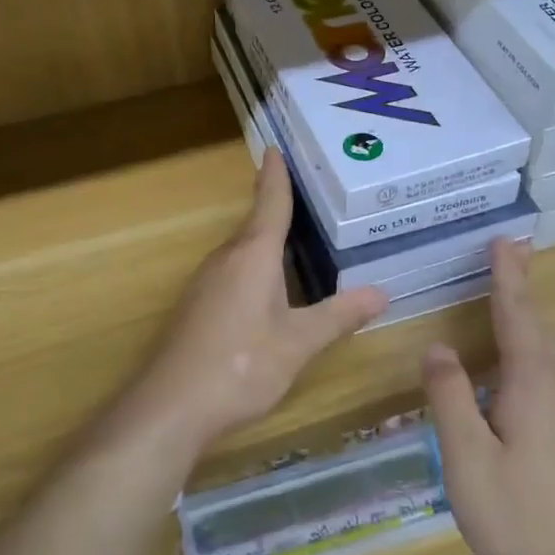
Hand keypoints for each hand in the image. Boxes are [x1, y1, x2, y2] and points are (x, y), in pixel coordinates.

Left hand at [123, 152, 386, 453]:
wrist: (172, 406)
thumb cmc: (241, 365)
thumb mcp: (299, 342)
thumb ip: (339, 316)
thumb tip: (383, 293)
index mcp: (252, 255)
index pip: (269, 203)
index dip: (276, 176)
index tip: (275, 148)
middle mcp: (226, 259)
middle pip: (255, 223)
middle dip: (276, 205)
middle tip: (309, 192)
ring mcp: (206, 283)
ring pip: (242, 249)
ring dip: (265, 237)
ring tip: (297, 235)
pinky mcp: (198, 307)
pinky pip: (232, 271)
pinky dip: (255, 265)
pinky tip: (269, 285)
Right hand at [422, 239, 554, 554]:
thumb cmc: (513, 515)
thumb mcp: (464, 456)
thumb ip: (450, 394)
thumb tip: (438, 346)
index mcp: (535, 381)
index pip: (517, 312)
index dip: (508, 274)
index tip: (506, 240)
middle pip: (541, 327)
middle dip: (520, 293)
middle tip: (505, 261)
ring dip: (532, 327)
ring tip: (510, 312)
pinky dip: (544, 358)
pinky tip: (530, 376)